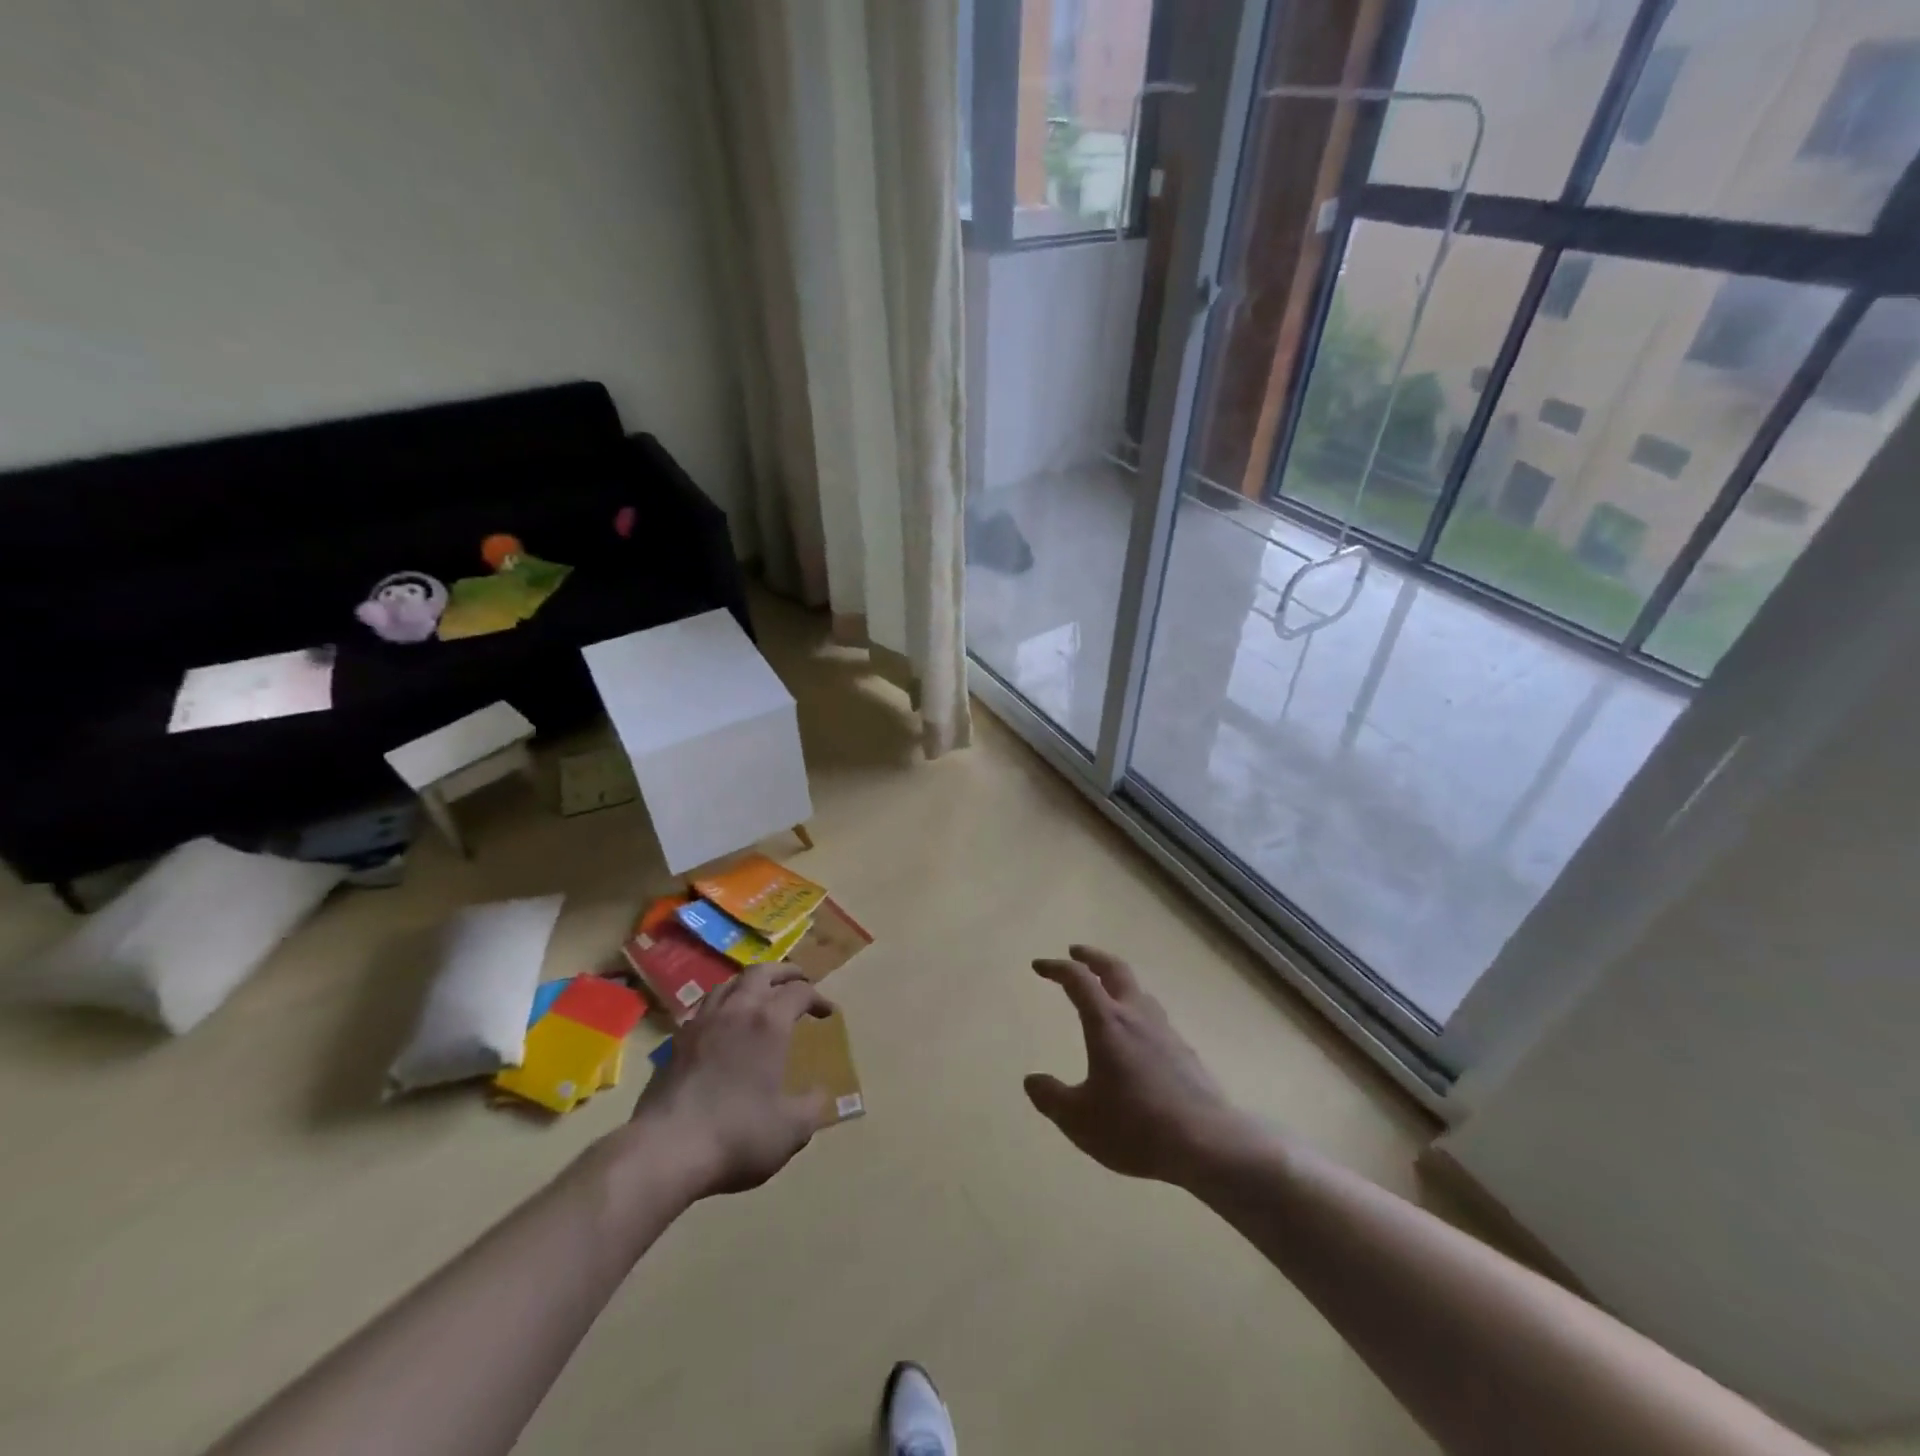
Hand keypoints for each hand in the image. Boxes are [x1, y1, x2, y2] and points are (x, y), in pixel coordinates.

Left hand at [630, 964, 833, 1197]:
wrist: (665, 1150)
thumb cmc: (737, 1134)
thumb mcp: (791, 1129)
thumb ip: (812, 1106)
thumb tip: (818, 1092)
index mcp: (769, 1022)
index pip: (799, 992)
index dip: (817, 998)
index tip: (828, 1013)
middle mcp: (736, 1010)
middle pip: (761, 973)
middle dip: (784, 973)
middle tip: (798, 980)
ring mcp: (702, 1022)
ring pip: (728, 984)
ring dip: (750, 983)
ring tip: (760, 994)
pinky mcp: (676, 1041)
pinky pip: (704, 1007)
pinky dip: (721, 1004)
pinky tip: (722, 1022)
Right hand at [1025, 946, 1250, 1187]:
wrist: (1207, 1144)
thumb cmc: (1135, 1128)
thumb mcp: (1079, 1120)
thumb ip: (1051, 1098)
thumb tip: (1032, 1081)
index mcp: (1107, 1023)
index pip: (1078, 980)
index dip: (1056, 968)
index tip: (1039, 965)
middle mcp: (1137, 1016)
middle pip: (1115, 969)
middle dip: (1092, 956)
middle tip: (1076, 952)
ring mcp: (1165, 1032)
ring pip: (1139, 991)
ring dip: (1118, 982)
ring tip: (1106, 992)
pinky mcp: (1184, 1052)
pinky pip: (1154, 1018)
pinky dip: (1137, 1011)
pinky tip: (1137, 1037)